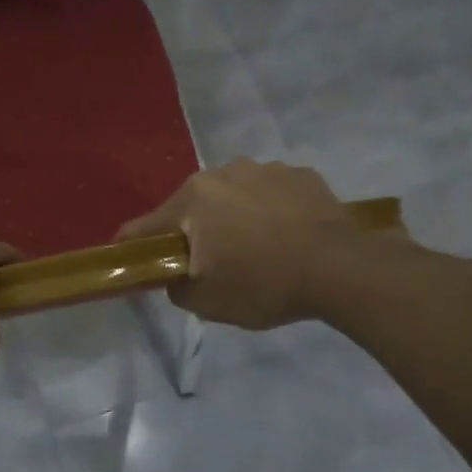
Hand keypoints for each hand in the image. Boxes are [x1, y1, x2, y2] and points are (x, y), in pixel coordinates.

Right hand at [117, 158, 396, 329]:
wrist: (342, 270)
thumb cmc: (265, 285)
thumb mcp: (208, 303)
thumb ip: (176, 287)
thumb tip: (175, 276)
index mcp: (193, 199)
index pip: (146, 225)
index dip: (134, 245)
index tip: (130, 258)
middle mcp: (223, 173)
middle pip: (192, 206)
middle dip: (194, 230)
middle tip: (208, 261)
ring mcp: (265, 169)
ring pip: (233, 195)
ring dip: (233, 216)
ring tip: (254, 247)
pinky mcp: (300, 174)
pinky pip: (270, 193)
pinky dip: (269, 210)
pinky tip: (285, 235)